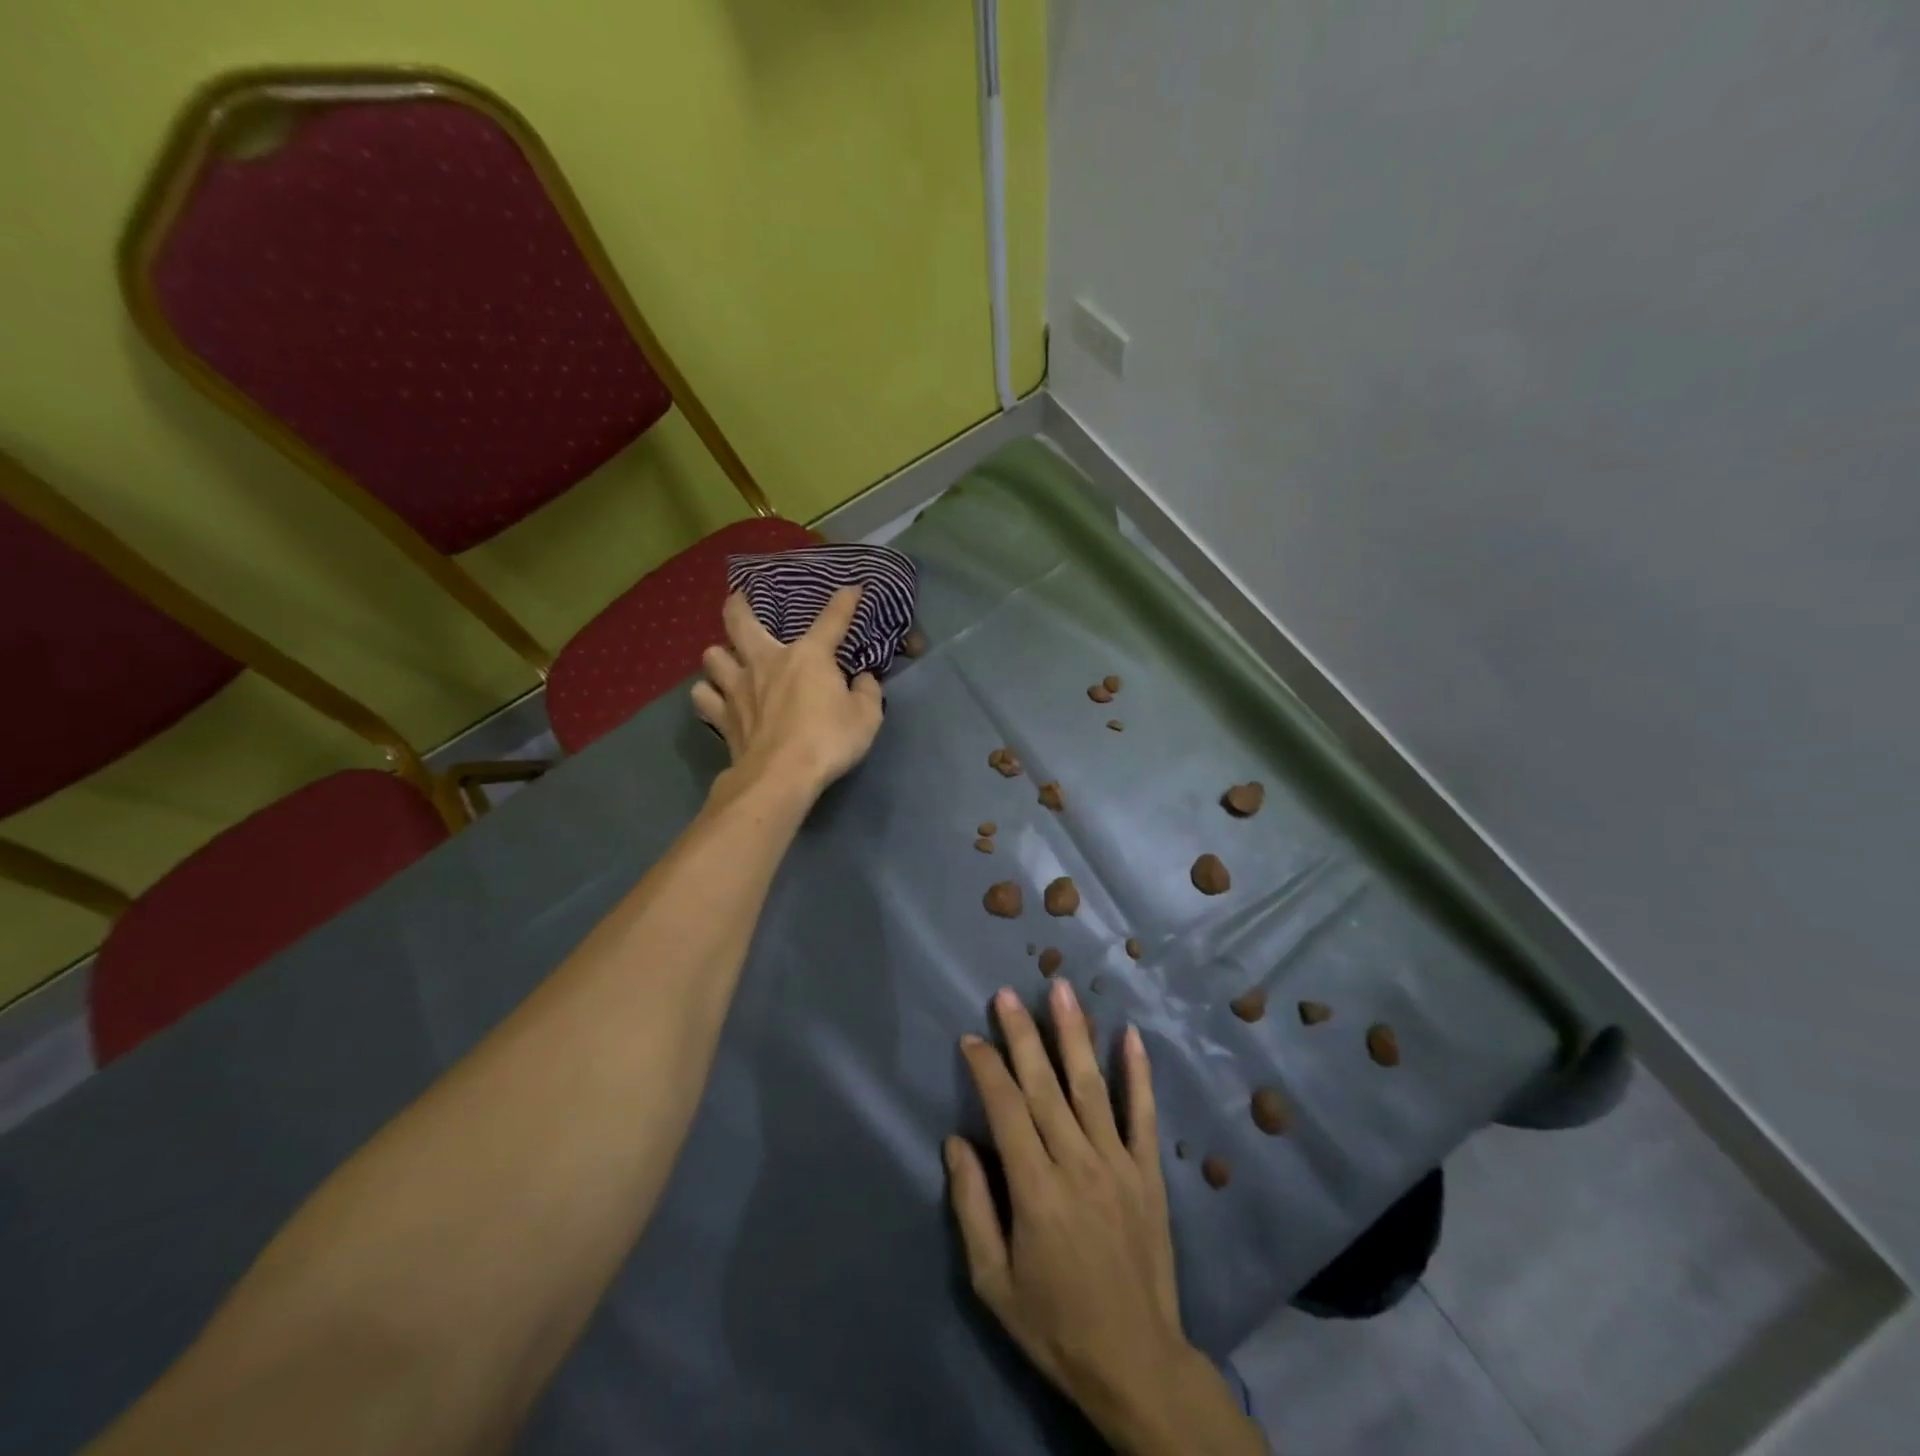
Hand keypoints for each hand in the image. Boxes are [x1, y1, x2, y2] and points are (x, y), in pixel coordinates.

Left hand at [692, 586, 883, 801]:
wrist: (781, 776)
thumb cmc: (829, 740)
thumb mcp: (867, 717)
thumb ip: (867, 692)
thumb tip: (863, 679)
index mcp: (808, 656)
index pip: (831, 620)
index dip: (844, 602)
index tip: (852, 588)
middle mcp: (766, 661)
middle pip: (740, 621)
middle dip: (739, 605)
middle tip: (739, 599)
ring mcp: (737, 687)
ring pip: (712, 656)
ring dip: (720, 655)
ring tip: (729, 660)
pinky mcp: (721, 716)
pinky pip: (704, 696)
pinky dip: (708, 693)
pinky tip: (716, 697)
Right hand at [947, 982, 1265, 1455]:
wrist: (1136, 1362)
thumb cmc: (1054, 1324)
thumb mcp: (993, 1281)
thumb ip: (972, 1206)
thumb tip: (956, 1142)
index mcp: (1035, 1190)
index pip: (1005, 1109)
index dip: (987, 1068)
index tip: (971, 1038)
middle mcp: (1077, 1163)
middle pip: (1045, 1086)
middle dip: (1022, 1035)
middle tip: (1007, 994)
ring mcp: (1118, 1164)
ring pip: (1091, 1086)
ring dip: (1074, 1034)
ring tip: (1062, 989)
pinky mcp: (1149, 1173)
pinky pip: (1143, 1114)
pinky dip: (1138, 1073)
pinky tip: (1130, 1034)